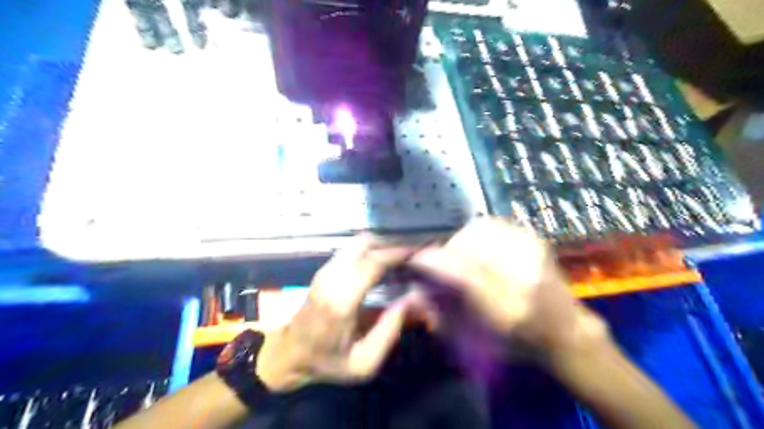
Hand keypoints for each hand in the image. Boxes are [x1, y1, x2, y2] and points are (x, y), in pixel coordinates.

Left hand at [256, 234, 423, 392]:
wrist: (289, 354)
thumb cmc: (327, 361)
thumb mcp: (364, 362)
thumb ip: (389, 331)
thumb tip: (411, 300)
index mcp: (341, 300)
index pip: (373, 262)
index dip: (398, 253)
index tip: (419, 251)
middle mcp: (331, 277)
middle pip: (365, 244)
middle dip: (391, 243)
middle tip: (412, 253)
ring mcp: (325, 270)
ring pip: (358, 242)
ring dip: (382, 244)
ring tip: (401, 255)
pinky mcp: (324, 269)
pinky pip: (352, 249)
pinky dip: (371, 248)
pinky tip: (384, 260)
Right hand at [412, 220, 609, 359]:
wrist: (567, 332)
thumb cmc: (520, 345)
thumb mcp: (478, 344)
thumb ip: (443, 315)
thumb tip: (417, 290)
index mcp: (510, 310)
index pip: (465, 273)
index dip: (435, 261)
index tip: (417, 260)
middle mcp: (525, 276)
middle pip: (473, 243)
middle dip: (449, 249)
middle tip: (443, 262)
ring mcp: (534, 254)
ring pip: (483, 228)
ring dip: (462, 239)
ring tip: (459, 255)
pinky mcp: (536, 241)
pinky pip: (495, 225)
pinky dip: (478, 233)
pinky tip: (476, 247)